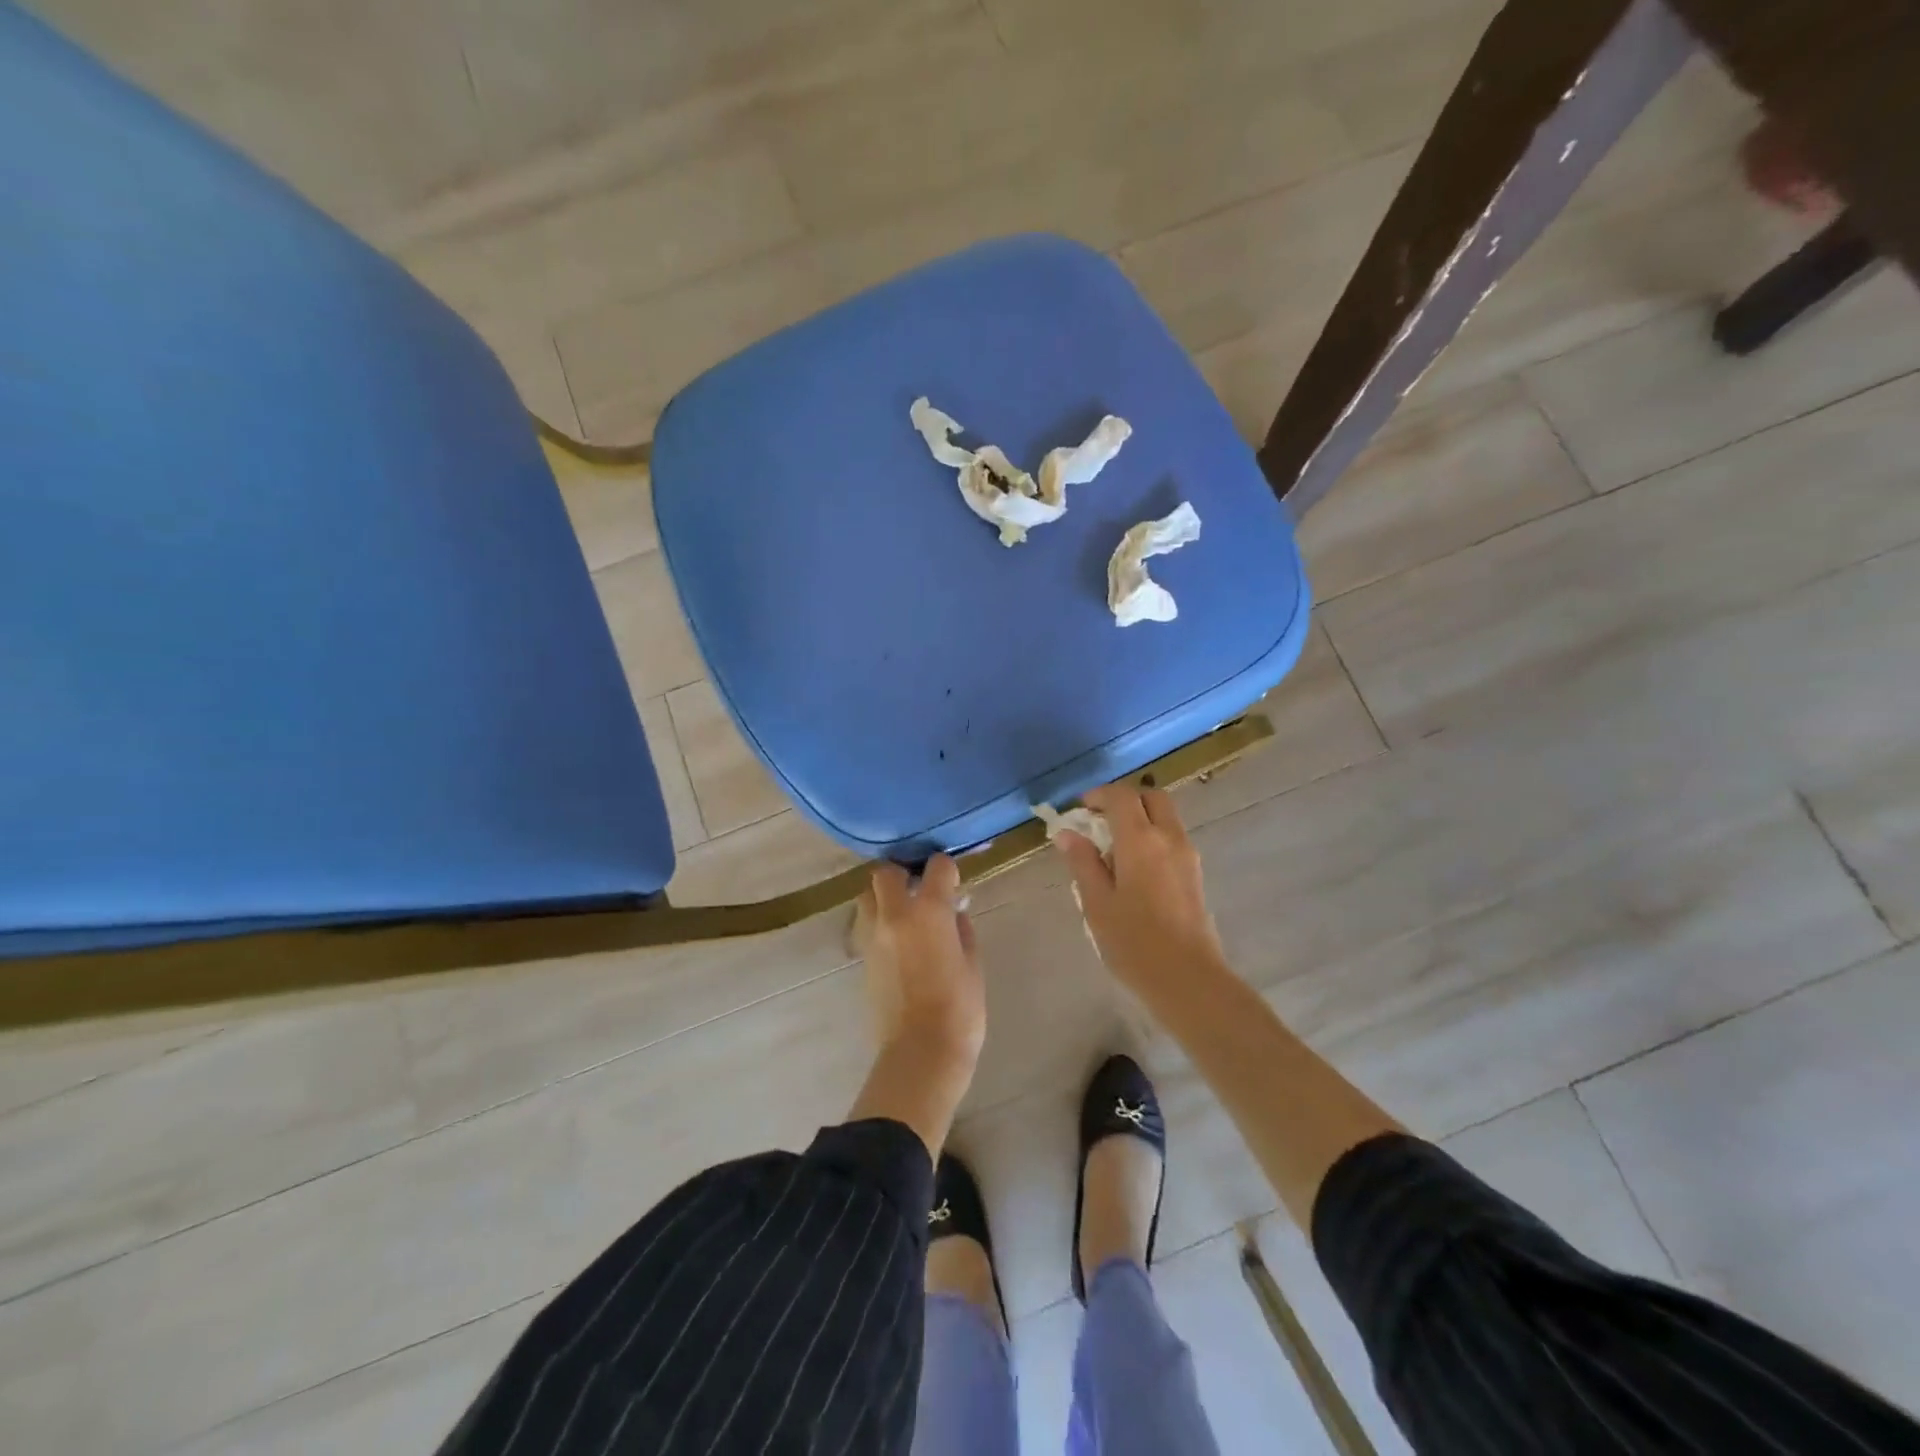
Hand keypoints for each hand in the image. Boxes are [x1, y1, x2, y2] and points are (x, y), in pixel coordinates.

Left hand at [858, 855, 986, 1071]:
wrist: (921, 1052)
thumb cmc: (959, 1009)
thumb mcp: (972, 964)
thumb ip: (961, 930)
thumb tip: (953, 913)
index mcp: (929, 911)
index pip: (936, 867)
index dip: (947, 869)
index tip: (954, 882)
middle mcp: (895, 915)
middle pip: (885, 872)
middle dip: (902, 873)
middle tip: (920, 889)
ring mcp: (873, 936)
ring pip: (867, 896)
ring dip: (883, 896)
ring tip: (905, 913)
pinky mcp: (863, 958)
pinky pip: (866, 925)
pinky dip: (880, 923)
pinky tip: (899, 941)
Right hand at [1053, 783, 1227, 995]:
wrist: (1188, 979)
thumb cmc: (1134, 942)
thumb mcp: (1097, 902)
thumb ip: (1082, 862)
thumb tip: (1067, 833)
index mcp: (1141, 840)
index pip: (1121, 796)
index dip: (1098, 795)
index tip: (1080, 810)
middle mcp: (1169, 838)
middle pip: (1151, 797)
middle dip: (1125, 801)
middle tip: (1100, 822)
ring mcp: (1187, 855)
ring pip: (1164, 817)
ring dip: (1140, 819)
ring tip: (1113, 850)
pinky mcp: (1194, 874)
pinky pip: (1172, 838)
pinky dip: (1152, 837)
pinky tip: (1133, 870)